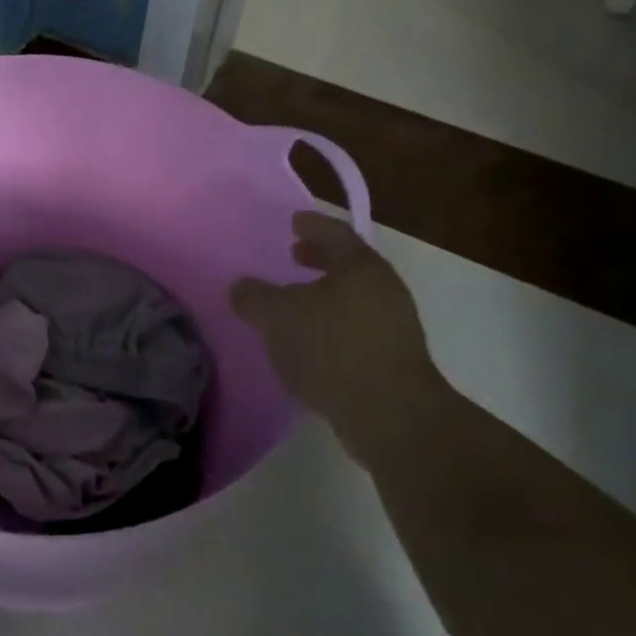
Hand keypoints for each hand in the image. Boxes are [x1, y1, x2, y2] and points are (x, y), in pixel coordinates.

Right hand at [230, 212, 443, 464]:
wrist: (390, 414)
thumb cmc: (331, 348)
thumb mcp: (277, 316)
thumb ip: (254, 296)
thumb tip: (241, 288)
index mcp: (360, 267)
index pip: (334, 233)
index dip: (312, 225)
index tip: (293, 221)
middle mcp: (383, 289)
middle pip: (348, 264)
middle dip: (319, 259)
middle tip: (293, 255)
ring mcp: (394, 325)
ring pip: (353, 297)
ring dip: (324, 294)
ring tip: (295, 303)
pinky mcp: (393, 359)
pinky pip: (356, 327)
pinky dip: (332, 323)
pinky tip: (309, 341)